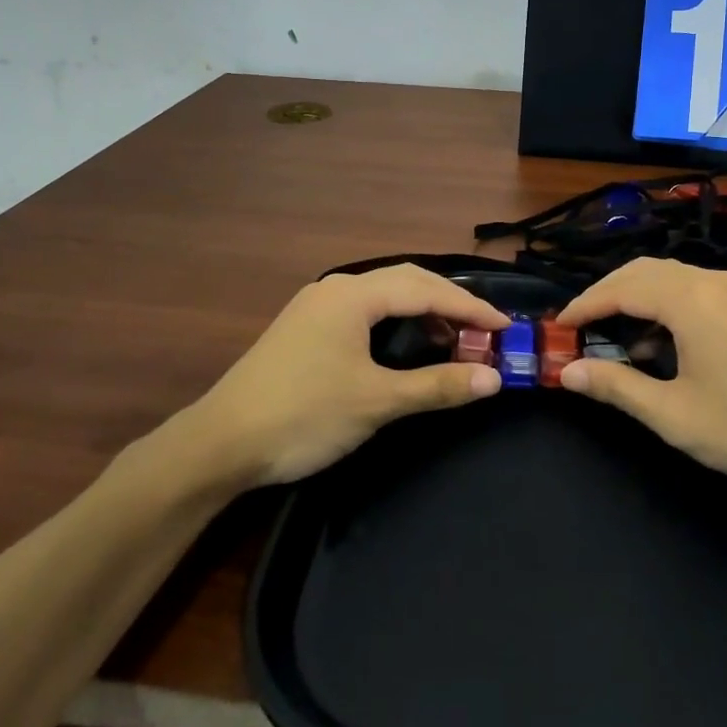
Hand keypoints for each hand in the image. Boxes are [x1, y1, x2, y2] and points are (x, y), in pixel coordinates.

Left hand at [175, 265, 509, 487]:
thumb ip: (437, 386)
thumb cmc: (305, 415)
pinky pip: (364, 312)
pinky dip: (395, 323)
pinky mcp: (305, 327)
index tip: (506, 326)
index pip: (426, 290)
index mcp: (354, 294)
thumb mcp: (377, 401)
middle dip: (448, 303)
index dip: (470, 308)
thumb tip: (492, 379)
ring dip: (421, 312)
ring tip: (452, 339)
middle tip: (484, 329)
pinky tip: (405, 347)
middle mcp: (336, 288)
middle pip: (406, 282)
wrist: (220, 443)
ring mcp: (316, 306)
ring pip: (383, 296)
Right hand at [557, 259, 726, 508]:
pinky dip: (665, 301)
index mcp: (692, 301)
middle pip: (643, 271)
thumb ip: (617, 388)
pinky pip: (694, 286)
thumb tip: (568, 373)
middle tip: (580, 327)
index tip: (559, 327)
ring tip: (614, 336)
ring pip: (670, 275)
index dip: (585, 305)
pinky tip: (661, 339)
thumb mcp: (675, 416)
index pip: (622, 288)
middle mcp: (713, 281)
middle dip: (606, 293)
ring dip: (635, 296)